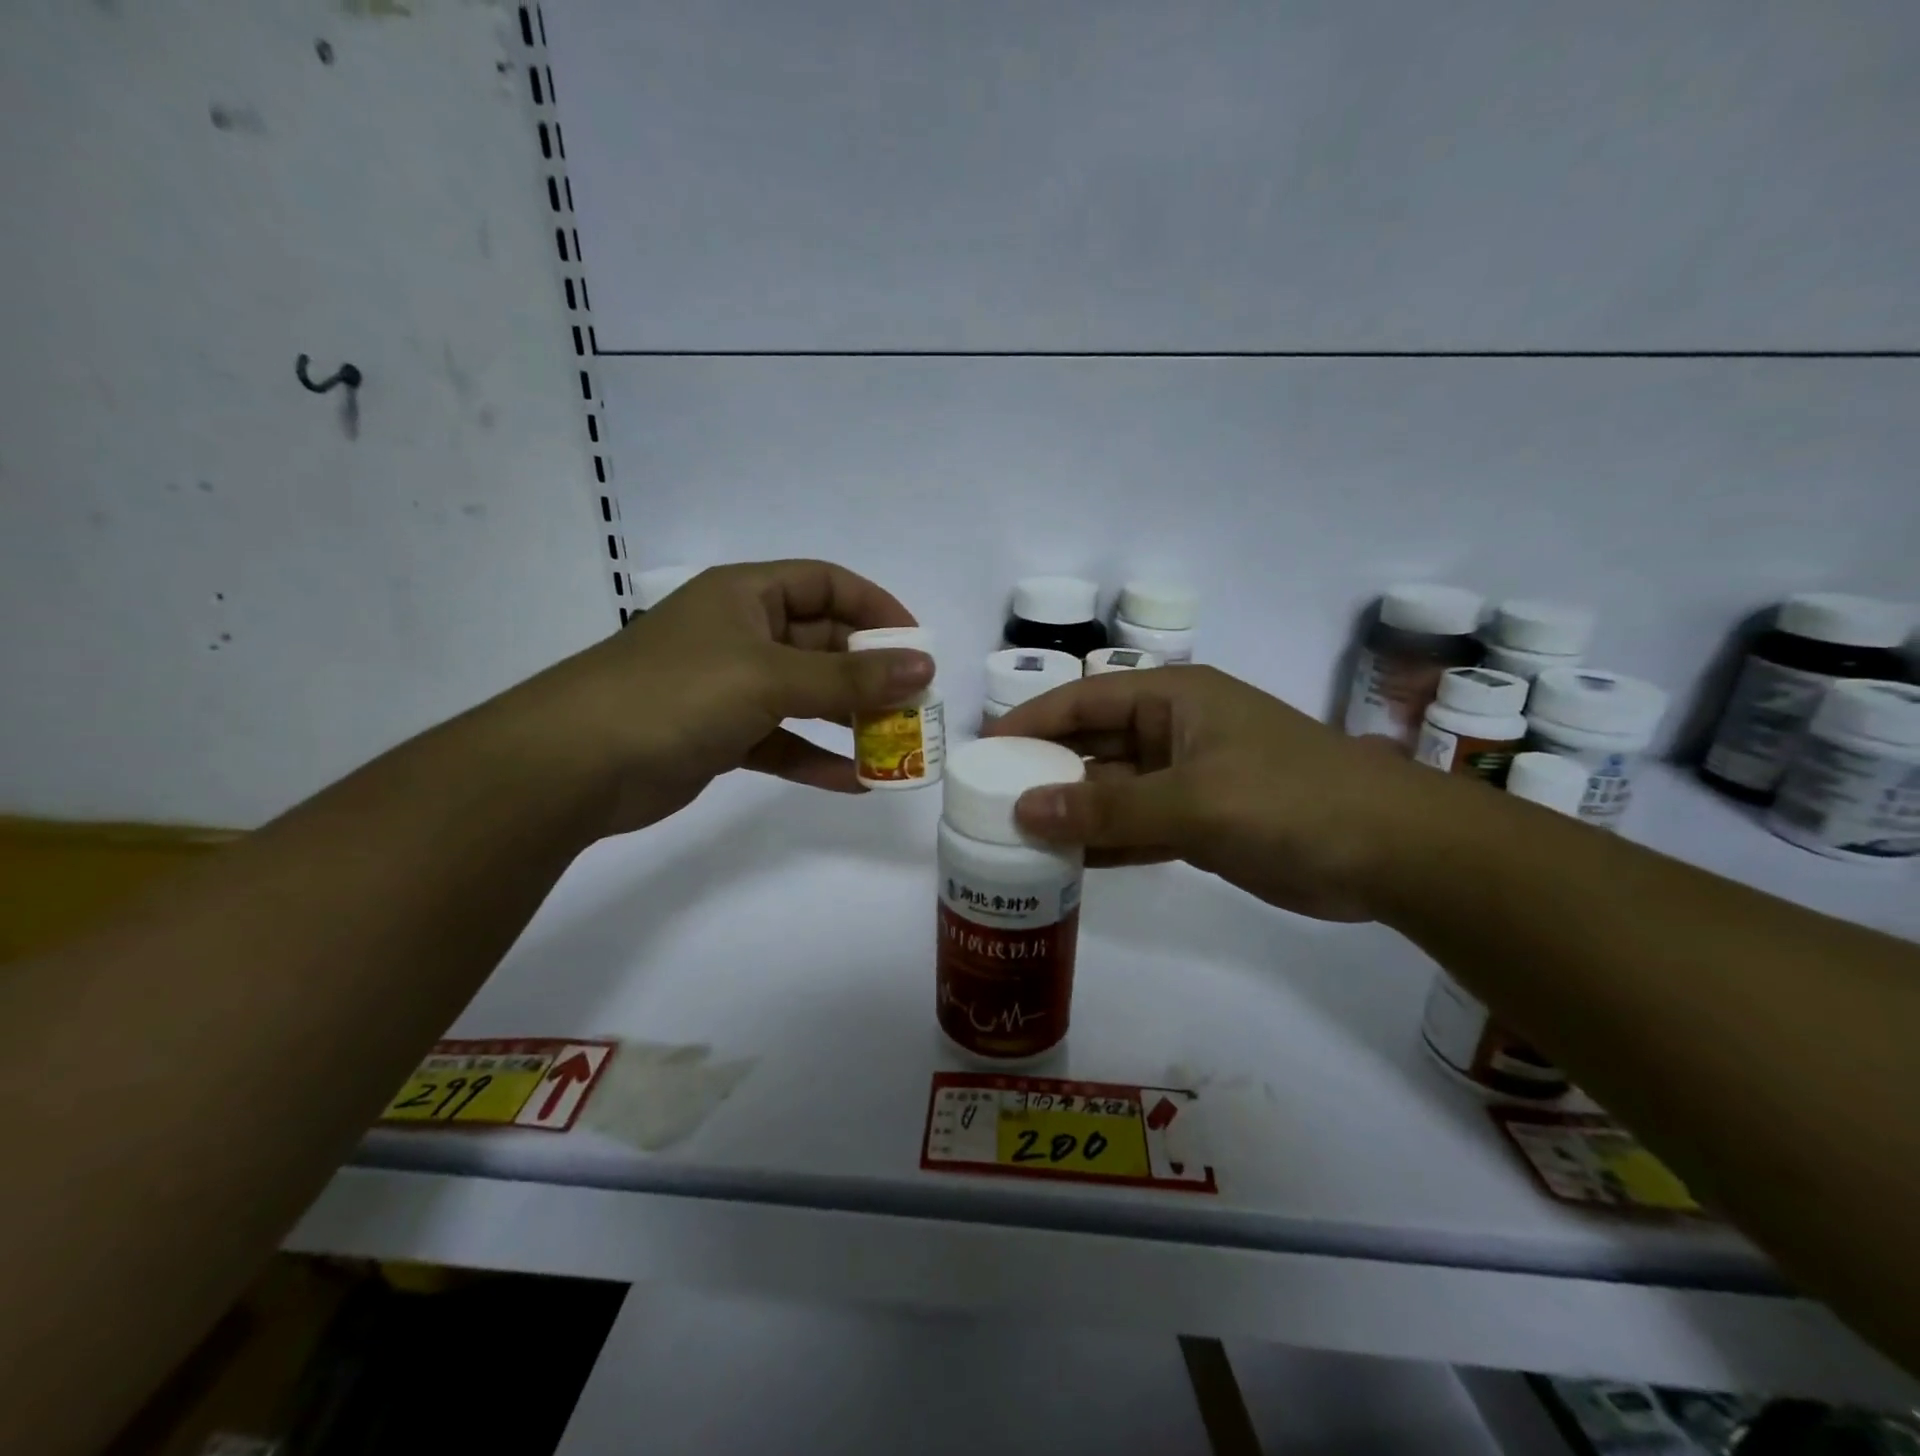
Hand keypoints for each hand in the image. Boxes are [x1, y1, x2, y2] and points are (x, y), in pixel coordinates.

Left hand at [495, 561, 932, 835]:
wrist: (575, 765)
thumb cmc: (677, 695)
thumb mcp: (770, 677)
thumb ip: (850, 677)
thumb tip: (925, 667)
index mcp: (746, 595)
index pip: (827, 584)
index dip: (876, 608)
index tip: (917, 646)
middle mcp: (741, 633)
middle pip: (822, 643)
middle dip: (869, 673)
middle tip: (914, 706)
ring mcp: (729, 687)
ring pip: (806, 696)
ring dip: (849, 720)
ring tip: (895, 746)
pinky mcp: (721, 735)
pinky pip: (783, 741)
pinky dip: (815, 758)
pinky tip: (854, 782)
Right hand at [987, 665, 1440, 921]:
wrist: (1392, 854)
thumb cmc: (1290, 800)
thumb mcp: (1192, 799)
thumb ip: (1106, 807)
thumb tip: (1022, 809)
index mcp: (1174, 699)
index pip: (1084, 699)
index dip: (1031, 721)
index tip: (983, 751)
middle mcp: (1175, 732)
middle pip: (1093, 744)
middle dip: (1045, 770)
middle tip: (988, 801)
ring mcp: (1188, 780)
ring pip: (1112, 790)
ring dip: (1071, 811)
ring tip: (1013, 836)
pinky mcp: (1201, 824)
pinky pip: (1137, 827)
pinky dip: (1104, 842)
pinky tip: (1065, 863)